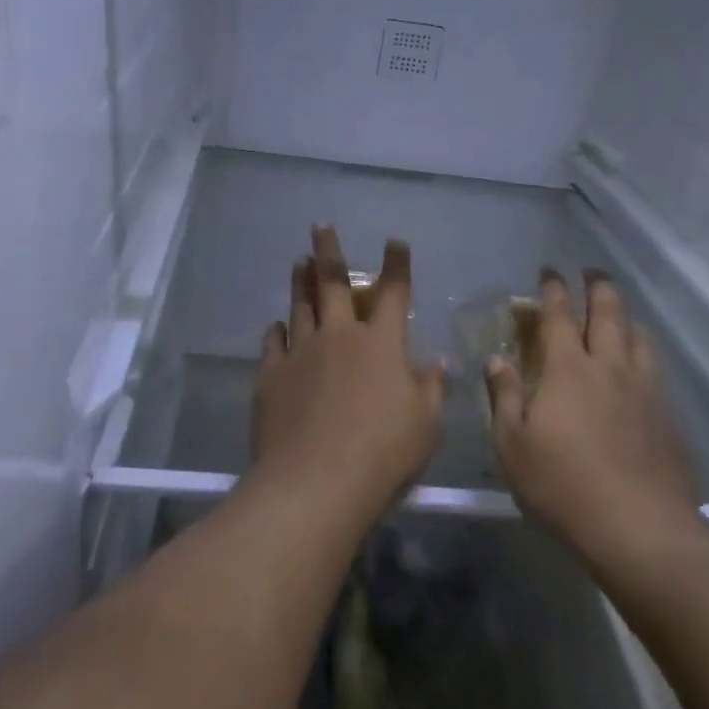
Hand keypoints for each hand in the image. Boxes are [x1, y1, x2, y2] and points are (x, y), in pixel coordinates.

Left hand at [251, 227, 444, 523]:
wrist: (315, 482)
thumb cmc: (383, 453)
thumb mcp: (425, 425)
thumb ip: (431, 388)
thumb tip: (436, 362)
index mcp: (382, 343)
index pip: (394, 293)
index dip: (397, 265)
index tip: (395, 241)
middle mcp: (340, 336)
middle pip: (334, 282)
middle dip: (329, 250)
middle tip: (320, 226)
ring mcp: (301, 353)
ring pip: (301, 305)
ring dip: (301, 281)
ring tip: (299, 261)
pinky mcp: (272, 376)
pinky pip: (273, 343)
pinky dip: (277, 330)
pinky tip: (277, 324)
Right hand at [486, 269, 708, 567]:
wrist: (640, 529)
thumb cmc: (562, 486)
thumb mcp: (512, 445)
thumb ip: (505, 396)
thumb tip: (497, 360)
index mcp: (568, 369)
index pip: (559, 316)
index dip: (553, 290)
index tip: (549, 271)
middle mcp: (609, 368)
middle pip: (608, 313)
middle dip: (598, 286)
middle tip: (592, 270)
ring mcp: (644, 391)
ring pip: (639, 337)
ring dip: (627, 316)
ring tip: (621, 312)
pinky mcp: (668, 417)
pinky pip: (655, 369)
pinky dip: (644, 352)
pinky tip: (642, 366)